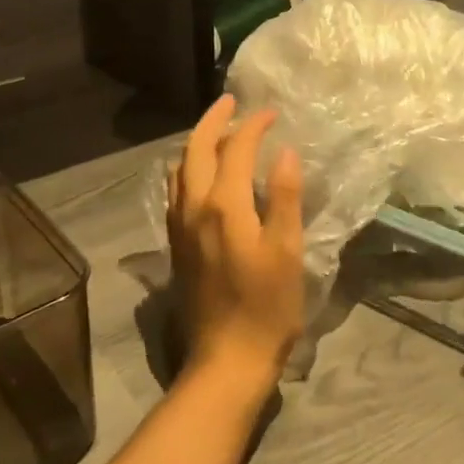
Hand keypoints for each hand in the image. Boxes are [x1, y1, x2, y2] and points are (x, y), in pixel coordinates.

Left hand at [167, 96, 304, 400]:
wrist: (225, 361)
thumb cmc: (266, 307)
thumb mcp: (287, 251)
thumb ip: (285, 197)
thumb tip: (284, 152)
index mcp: (223, 205)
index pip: (235, 149)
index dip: (253, 126)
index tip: (271, 113)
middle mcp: (193, 208)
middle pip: (196, 150)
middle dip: (213, 121)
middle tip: (232, 103)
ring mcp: (179, 227)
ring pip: (180, 170)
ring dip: (197, 144)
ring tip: (218, 133)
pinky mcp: (176, 245)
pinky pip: (176, 191)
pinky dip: (188, 169)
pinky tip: (201, 176)